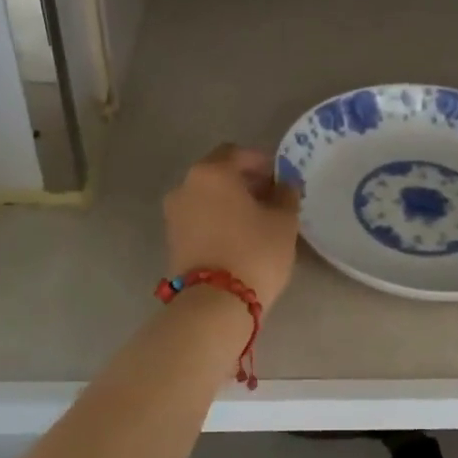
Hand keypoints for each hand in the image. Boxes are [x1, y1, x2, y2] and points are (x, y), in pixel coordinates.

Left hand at [163, 145, 301, 306]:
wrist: (214, 304)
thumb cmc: (254, 251)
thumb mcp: (284, 221)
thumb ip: (286, 194)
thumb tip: (284, 185)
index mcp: (211, 172)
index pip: (236, 153)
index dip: (260, 161)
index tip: (280, 177)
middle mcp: (186, 186)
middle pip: (218, 173)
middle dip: (244, 181)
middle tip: (271, 198)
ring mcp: (174, 214)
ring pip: (207, 196)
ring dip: (230, 201)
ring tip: (257, 220)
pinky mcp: (172, 240)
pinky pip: (199, 217)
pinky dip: (217, 219)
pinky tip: (239, 236)